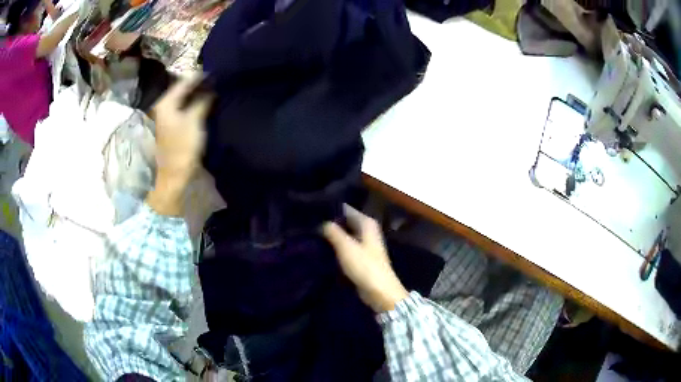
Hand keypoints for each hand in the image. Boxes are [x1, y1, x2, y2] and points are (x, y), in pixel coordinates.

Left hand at [151, 74, 212, 181]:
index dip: (199, 76)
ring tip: (214, 91)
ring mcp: (167, 118)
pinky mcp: (172, 127)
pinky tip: (206, 105)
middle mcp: (164, 107)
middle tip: (216, 80)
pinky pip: (185, 110)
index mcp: (166, 103)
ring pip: (184, 100)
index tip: (215, 71)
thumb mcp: (195, 120)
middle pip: (183, 91)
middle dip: (199, 85)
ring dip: (198, 96)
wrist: (174, 175)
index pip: (184, 82)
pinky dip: (195, 106)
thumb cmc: (183, 147)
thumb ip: (203, 101)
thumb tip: (211, 89)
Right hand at [322, 205, 408, 312]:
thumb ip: (333, 231)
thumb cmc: (364, 265)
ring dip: (333, 236)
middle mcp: (367, 230)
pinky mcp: (361, 257)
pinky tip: (322, 247)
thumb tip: (322, 222)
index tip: (313, 210)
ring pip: (346, 235)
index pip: (346, 209)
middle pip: (346, 222)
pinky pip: (346, 247)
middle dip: (331, 223)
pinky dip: (337, 247)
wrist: (379, 291)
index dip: (331, 209)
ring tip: (312, 233)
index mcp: (367, 223)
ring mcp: (365, 244)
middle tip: (310, 223)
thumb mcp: (346, 246)